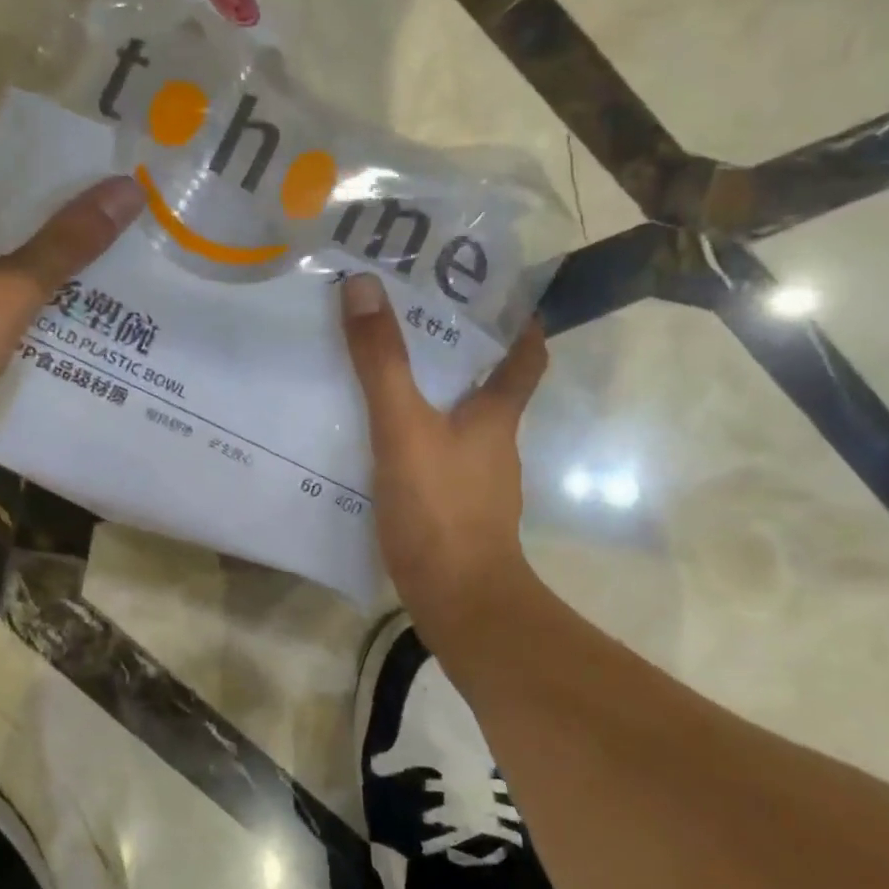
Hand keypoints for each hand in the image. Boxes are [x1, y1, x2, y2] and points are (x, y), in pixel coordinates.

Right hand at [341, 272, 548, 641]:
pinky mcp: (452, 512)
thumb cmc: (440, 508)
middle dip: (458, 354)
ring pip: (455, 425)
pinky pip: (433, 459)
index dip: (521, 325)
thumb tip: (363, 286)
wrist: (458, 602)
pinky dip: (412, 442)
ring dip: (430, 398)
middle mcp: (493, 445)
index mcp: (496, 416)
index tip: (498, 296)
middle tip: (411, 322)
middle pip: (486, 387)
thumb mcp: (403, 427)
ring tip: (382, 375)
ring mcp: (475, 482)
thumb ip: (382, 362)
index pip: (525, 358)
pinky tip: (374, 443)